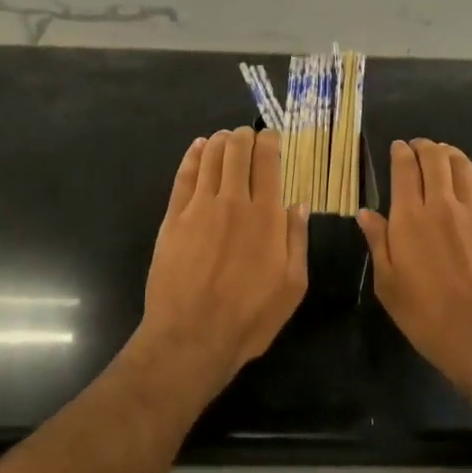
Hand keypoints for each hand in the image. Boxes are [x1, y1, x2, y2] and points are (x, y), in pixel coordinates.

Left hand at [138, 128, 309, 395]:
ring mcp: (199, 208)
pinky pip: (184, 176)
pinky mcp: (173, 218)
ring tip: (225, 137)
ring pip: (210, 157)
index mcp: (266, 217)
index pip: (268, 162)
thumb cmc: (249, 317)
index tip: (272, 137)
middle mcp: (233, 202)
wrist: (191, 337)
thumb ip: (296, 240)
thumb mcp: (292, 286)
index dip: (270, 142)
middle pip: (237, 151)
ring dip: (220, 141)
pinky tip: (198, 147)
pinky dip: (193, 156)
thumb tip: (298, 205)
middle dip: (244, 136)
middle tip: (248, 135)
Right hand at [357, 139, 471, 403]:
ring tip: (440, 155)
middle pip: (435, 157)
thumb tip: (365, 213)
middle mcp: (442, 204)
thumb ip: (377, 242)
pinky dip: (468, 175)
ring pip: (461, 165)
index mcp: (410, 217)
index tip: (397, 148)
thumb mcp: (388, 285)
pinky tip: (464, 182)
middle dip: (424, 146)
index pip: (405, 168)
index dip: (400, 152)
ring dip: (448, 154)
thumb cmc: (428, 315)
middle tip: (417, 148)